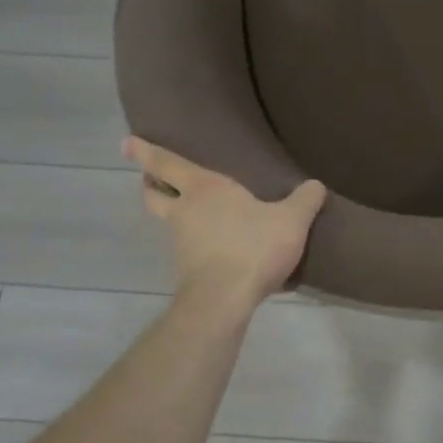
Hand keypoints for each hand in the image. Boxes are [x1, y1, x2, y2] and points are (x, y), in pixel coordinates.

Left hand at [124, 137, 326, 306]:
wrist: (224, 300)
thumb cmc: (253, 247)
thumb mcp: (291, 220)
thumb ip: (306, 200)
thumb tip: (316, 186)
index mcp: (204, 188)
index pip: (166, 163)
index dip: (145, 151)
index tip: (126, 142)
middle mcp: (184, 211)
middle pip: (154, 193)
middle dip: (151, 183)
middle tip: (153, 178)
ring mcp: (181, 243)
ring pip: (168, 222)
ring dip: (174, 215)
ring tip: (196, 214)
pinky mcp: (186, 270)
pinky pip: (187, 249)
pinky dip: (194, 244)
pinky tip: (216, 248)